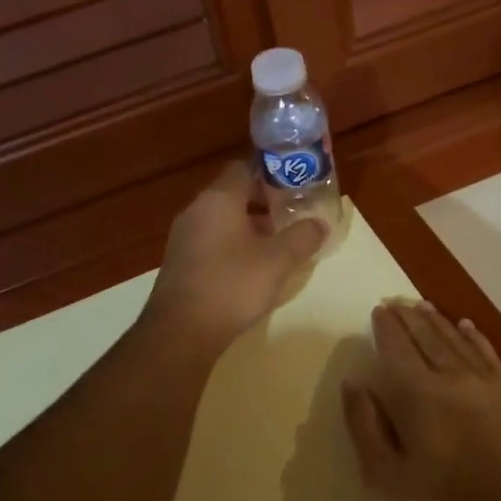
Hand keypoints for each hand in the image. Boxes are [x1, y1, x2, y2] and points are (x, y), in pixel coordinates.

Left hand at [146, 161, 328, 346]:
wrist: (180, 332)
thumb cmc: (231, 286)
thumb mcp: (277, 261)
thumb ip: (302, 237)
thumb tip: (320, 223)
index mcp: (218, 199)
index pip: (246, 168)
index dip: (274, 173)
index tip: (298, 184)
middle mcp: (196, 210)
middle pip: (235, 193)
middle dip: (266, 202)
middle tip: (295, 214)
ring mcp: (185, 237)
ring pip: (224, 219)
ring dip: (251, 225)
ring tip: (280, 242)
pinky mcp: (181, 262)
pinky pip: (213, 241)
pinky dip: (235, 244)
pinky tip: (253, 266)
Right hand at [342, 299, 500, 500]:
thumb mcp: (387, 477)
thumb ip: (365, 426)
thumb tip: (354, 384)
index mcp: (416, 394)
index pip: (397, 349)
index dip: (387, 328)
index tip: (379, 309)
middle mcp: (452, 377)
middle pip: (427, 338)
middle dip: (409, 317)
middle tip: (397, 300)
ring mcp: (488, 385)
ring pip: (457, 341)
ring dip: (438, 321)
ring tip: (423, 305)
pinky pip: (489, 355)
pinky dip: (476, 337)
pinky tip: (468, 326)